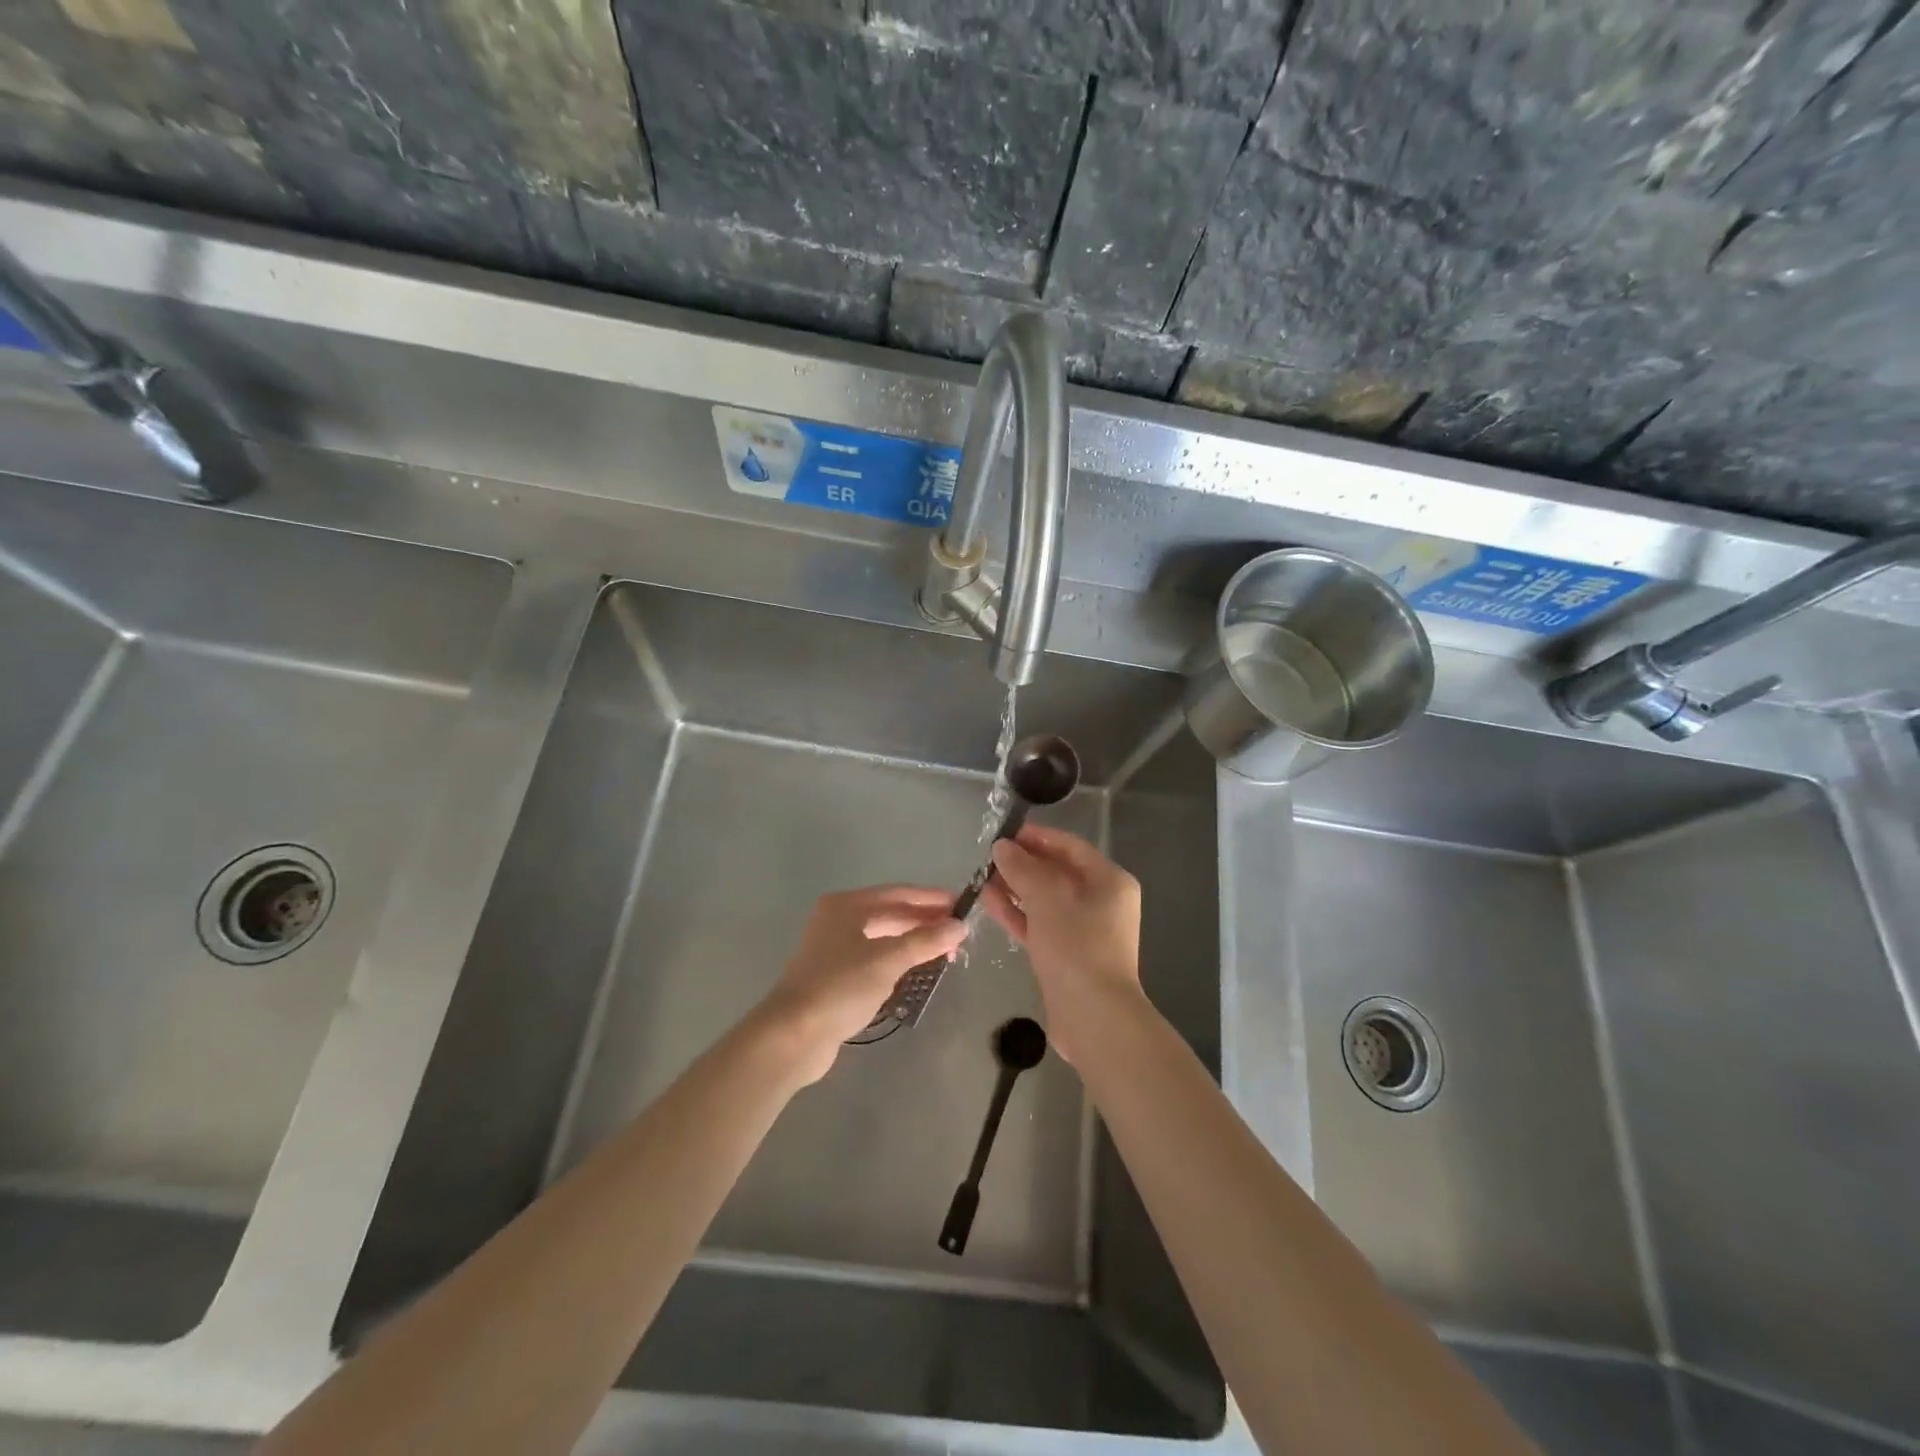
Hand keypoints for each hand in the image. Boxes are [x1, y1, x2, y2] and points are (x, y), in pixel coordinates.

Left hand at [755, 885, 965, 1083]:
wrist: (793, 1036)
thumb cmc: (840, 988)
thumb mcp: (888, 960)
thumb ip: (925, 940)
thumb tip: (960, 926)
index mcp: (846, 905)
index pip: (898, 893)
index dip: (931, 899)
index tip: (962, 905)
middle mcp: (838, 920)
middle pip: (890, 913)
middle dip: (925, 921)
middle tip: (959, 932)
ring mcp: (834, 948)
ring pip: (883, 937)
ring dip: (913, 942)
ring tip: (945, 951)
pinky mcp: (835, 976)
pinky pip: (875, 958)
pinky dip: (898, 960)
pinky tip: (917, 969)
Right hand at [980, 826, 1142, 1062]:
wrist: (1093, 1017)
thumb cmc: (1076, 946)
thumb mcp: (1047, 898)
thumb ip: (1022, 868)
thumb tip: (1002, 847)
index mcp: (1109, 881)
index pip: (1070, 846)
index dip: (1037, 837)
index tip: (1004, 833)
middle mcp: (1101, 901)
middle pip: (1057, 872)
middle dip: (1022, 863)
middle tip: (987, 857)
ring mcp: (1084, 930)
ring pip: (1045, 899)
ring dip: (1015, 888)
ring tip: (981, 877)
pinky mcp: (1066, 955)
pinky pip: (1040, 924)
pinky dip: (1018, 913)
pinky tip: (988, 902)